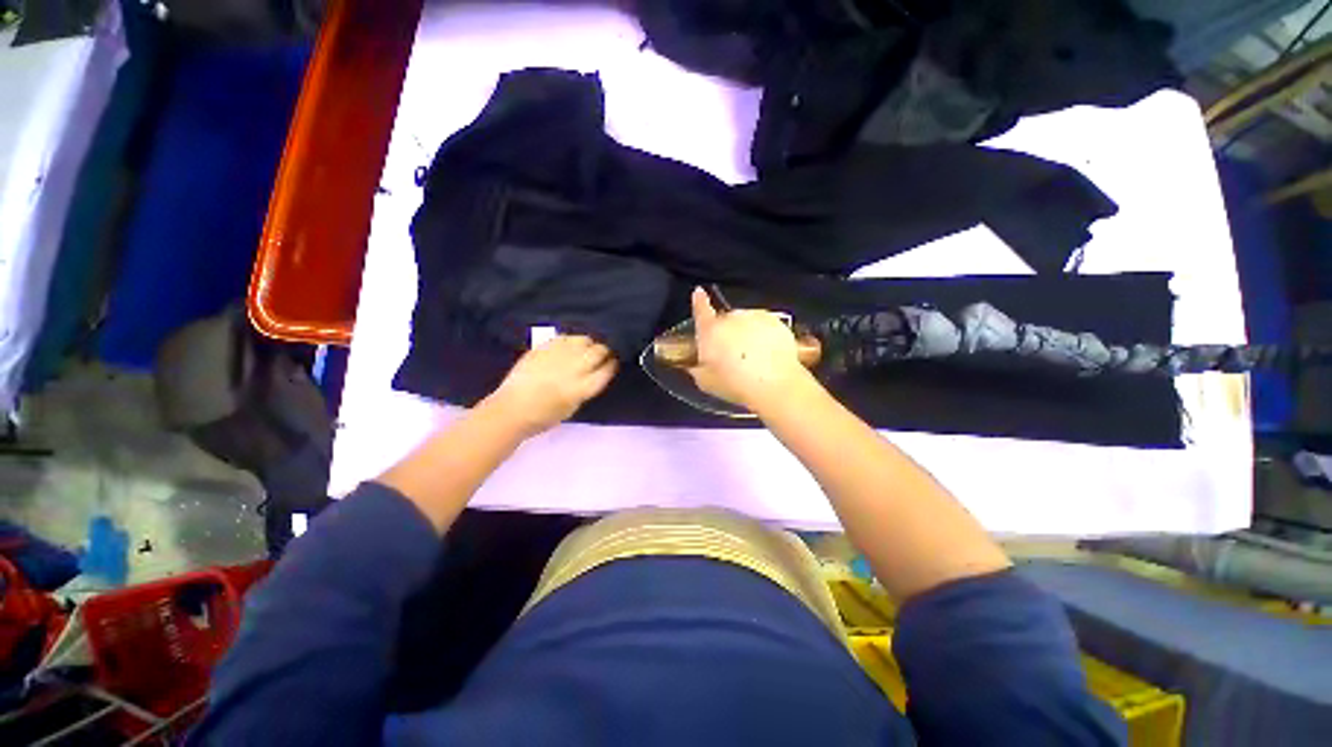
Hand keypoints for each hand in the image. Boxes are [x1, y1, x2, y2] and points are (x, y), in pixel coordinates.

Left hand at [483, 335, 617, 436]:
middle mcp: (574, 368)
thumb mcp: (573, 406)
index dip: (612, 365)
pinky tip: (569, 346)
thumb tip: (594, 372)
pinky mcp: (544, 348)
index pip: (607, 369)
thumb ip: (586, 388)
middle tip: (602, 354)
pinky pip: (565, 338)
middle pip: (599, 351)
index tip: (612, 363)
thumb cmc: (544, 416)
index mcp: (583, 387)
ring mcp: (558, 356)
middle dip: (604, 351)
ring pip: (584, 340)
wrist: (512, 409)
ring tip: (586, 348)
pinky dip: (571, 341)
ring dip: (589, 344)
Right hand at [687, 287, 813, 409]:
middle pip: (725, 320)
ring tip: (751, 358)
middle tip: (730, 355)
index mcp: (710, 330)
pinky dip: (763, 336)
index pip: (701, 308)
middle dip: (726, 333)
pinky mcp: (776, 322)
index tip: (699, 293)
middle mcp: (731, 318)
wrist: (774, 384)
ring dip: (745, 334)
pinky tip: (765, 355)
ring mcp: (755, 317)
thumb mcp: (705, 381)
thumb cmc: (736, 384)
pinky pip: (764, 326)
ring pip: (746, 322)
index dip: (699, 300)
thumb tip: (694, 364)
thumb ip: (696, 367)